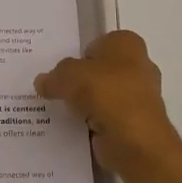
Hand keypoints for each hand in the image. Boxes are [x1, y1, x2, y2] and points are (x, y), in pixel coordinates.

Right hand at [34, 30, 181, 177]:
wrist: (135, 139)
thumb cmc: (106, 92)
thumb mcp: (69, 75)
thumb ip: (55, 76)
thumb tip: (42, 82)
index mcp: (127, 44)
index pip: (99, 43)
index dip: (79, 54)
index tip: (60, 69)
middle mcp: (138, 66)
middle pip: (101, 70)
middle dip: (82, 80)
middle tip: (55, 88)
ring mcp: (139, 97)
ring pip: (104, 96)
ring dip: (86, 104)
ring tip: (59, 110)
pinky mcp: (135, 124)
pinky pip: (106, 118)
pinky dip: (93, 124)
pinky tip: (73, 128)